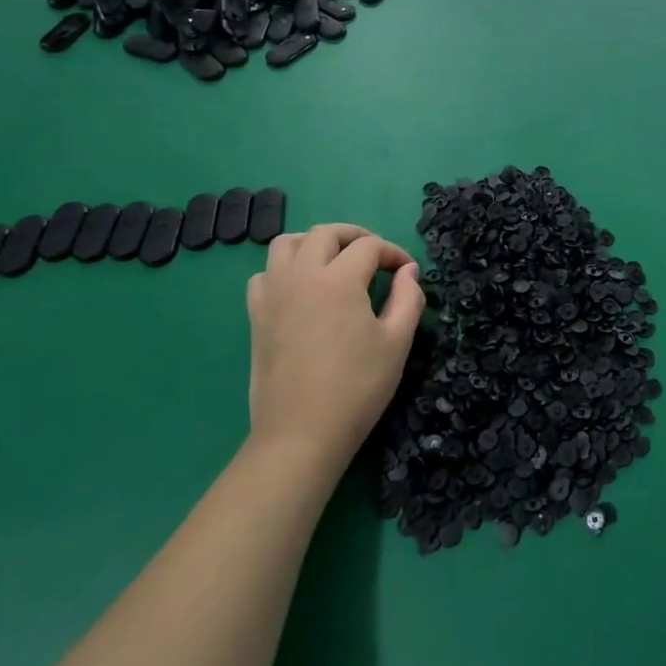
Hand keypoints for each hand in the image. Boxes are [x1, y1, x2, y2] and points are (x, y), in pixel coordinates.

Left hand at [245, 223, 423, 470]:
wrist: (301, 433)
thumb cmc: (357, 387)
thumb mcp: (397, 342)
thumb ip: (408, 298)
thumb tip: (409, 271)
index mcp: (339, 280)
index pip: (369, 246)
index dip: (393, 253)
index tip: (407, 272)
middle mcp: (301, 276)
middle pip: (326, 233)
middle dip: (355, 237)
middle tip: (375, 257)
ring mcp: (273, 294)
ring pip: (287, 244)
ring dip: (314, 243)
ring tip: (334, 263)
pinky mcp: (257, 315)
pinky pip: (265, 274)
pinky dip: (285, 269)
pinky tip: (302, 290)